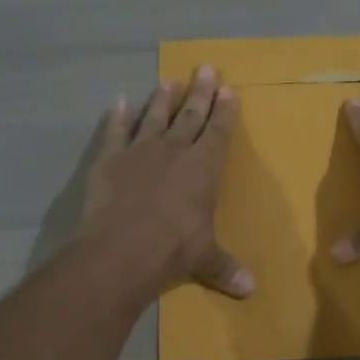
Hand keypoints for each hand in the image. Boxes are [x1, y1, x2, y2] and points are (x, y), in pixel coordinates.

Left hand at [80, 66, 254, 298]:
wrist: (120, 251)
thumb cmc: (172, 251)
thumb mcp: (205, 259)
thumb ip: (225, 268)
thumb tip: (250, 291)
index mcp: (203, 169)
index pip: (218, 132)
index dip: (225, 111)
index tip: (229, 89)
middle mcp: (174, 151)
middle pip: (190, 115)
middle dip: (200, 92)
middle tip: (206, 68)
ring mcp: (139, 152)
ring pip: (155, 117)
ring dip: (163, 99)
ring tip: (170, 80)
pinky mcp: (109, 160)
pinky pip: (115, 132)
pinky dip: (118, 117)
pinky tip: (120, 102)